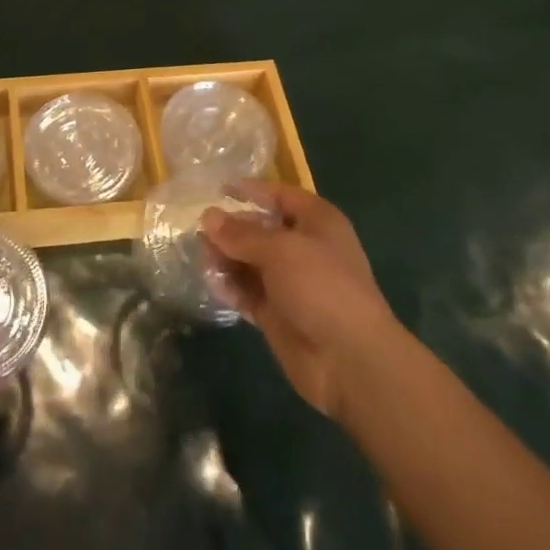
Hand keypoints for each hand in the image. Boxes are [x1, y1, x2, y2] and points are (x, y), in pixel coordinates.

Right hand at [201, 183, 397, 418]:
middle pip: (261, 229)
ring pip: (250, 262)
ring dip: (227, 258)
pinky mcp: (277, 313)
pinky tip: (213, 283)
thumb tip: (208, 216)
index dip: (251, 191)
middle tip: (200, 231)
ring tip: (203, 258)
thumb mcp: (280, 250)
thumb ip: (241, 234)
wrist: (350, 360)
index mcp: (317, 222)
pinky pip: (247, 292)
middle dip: (232, 229)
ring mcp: (290, 283)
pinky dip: (231, 286)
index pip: (280, 196)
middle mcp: (304, 248)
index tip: (218, 189)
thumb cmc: (321, 287)